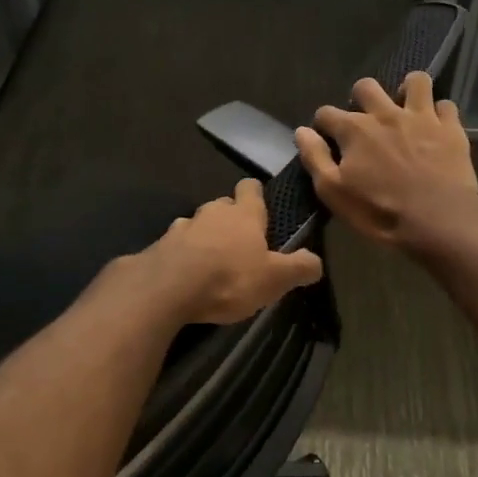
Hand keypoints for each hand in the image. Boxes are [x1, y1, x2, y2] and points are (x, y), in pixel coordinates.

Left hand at [144, 178, 324, 324]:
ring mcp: (183, 226)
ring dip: (206, 237)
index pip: (250, 187)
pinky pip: (177, 244)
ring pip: (199, 224)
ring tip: (212, 261)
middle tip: (241, 244)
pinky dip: (184, 254)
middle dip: (231, 220)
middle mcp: (212, 211)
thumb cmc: (229, 278)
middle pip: (224, 206)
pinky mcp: (161, 244)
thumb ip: (299, 268)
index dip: (256, 195)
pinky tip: (186, 274)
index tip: (261, 209)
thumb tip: (316, 261)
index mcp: (244, 213)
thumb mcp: (274, 279)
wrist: (167, 288)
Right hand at [295, 72, 477, 250]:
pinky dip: (439, 113)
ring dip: (407, 90)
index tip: (326, 138)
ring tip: (405, 108)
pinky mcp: (451, 128)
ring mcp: (421, 117)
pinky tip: (436, 127)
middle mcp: (385, 114)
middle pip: (366, 86)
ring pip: (415, 82)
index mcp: (354, 129)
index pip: (326, 113)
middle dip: (360, 98)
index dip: (323, 124)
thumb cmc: (379, 211)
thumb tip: (302, 131)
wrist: (438, 220)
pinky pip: (446, 105)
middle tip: (365, 120)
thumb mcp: (334, 192)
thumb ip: (315, 158)